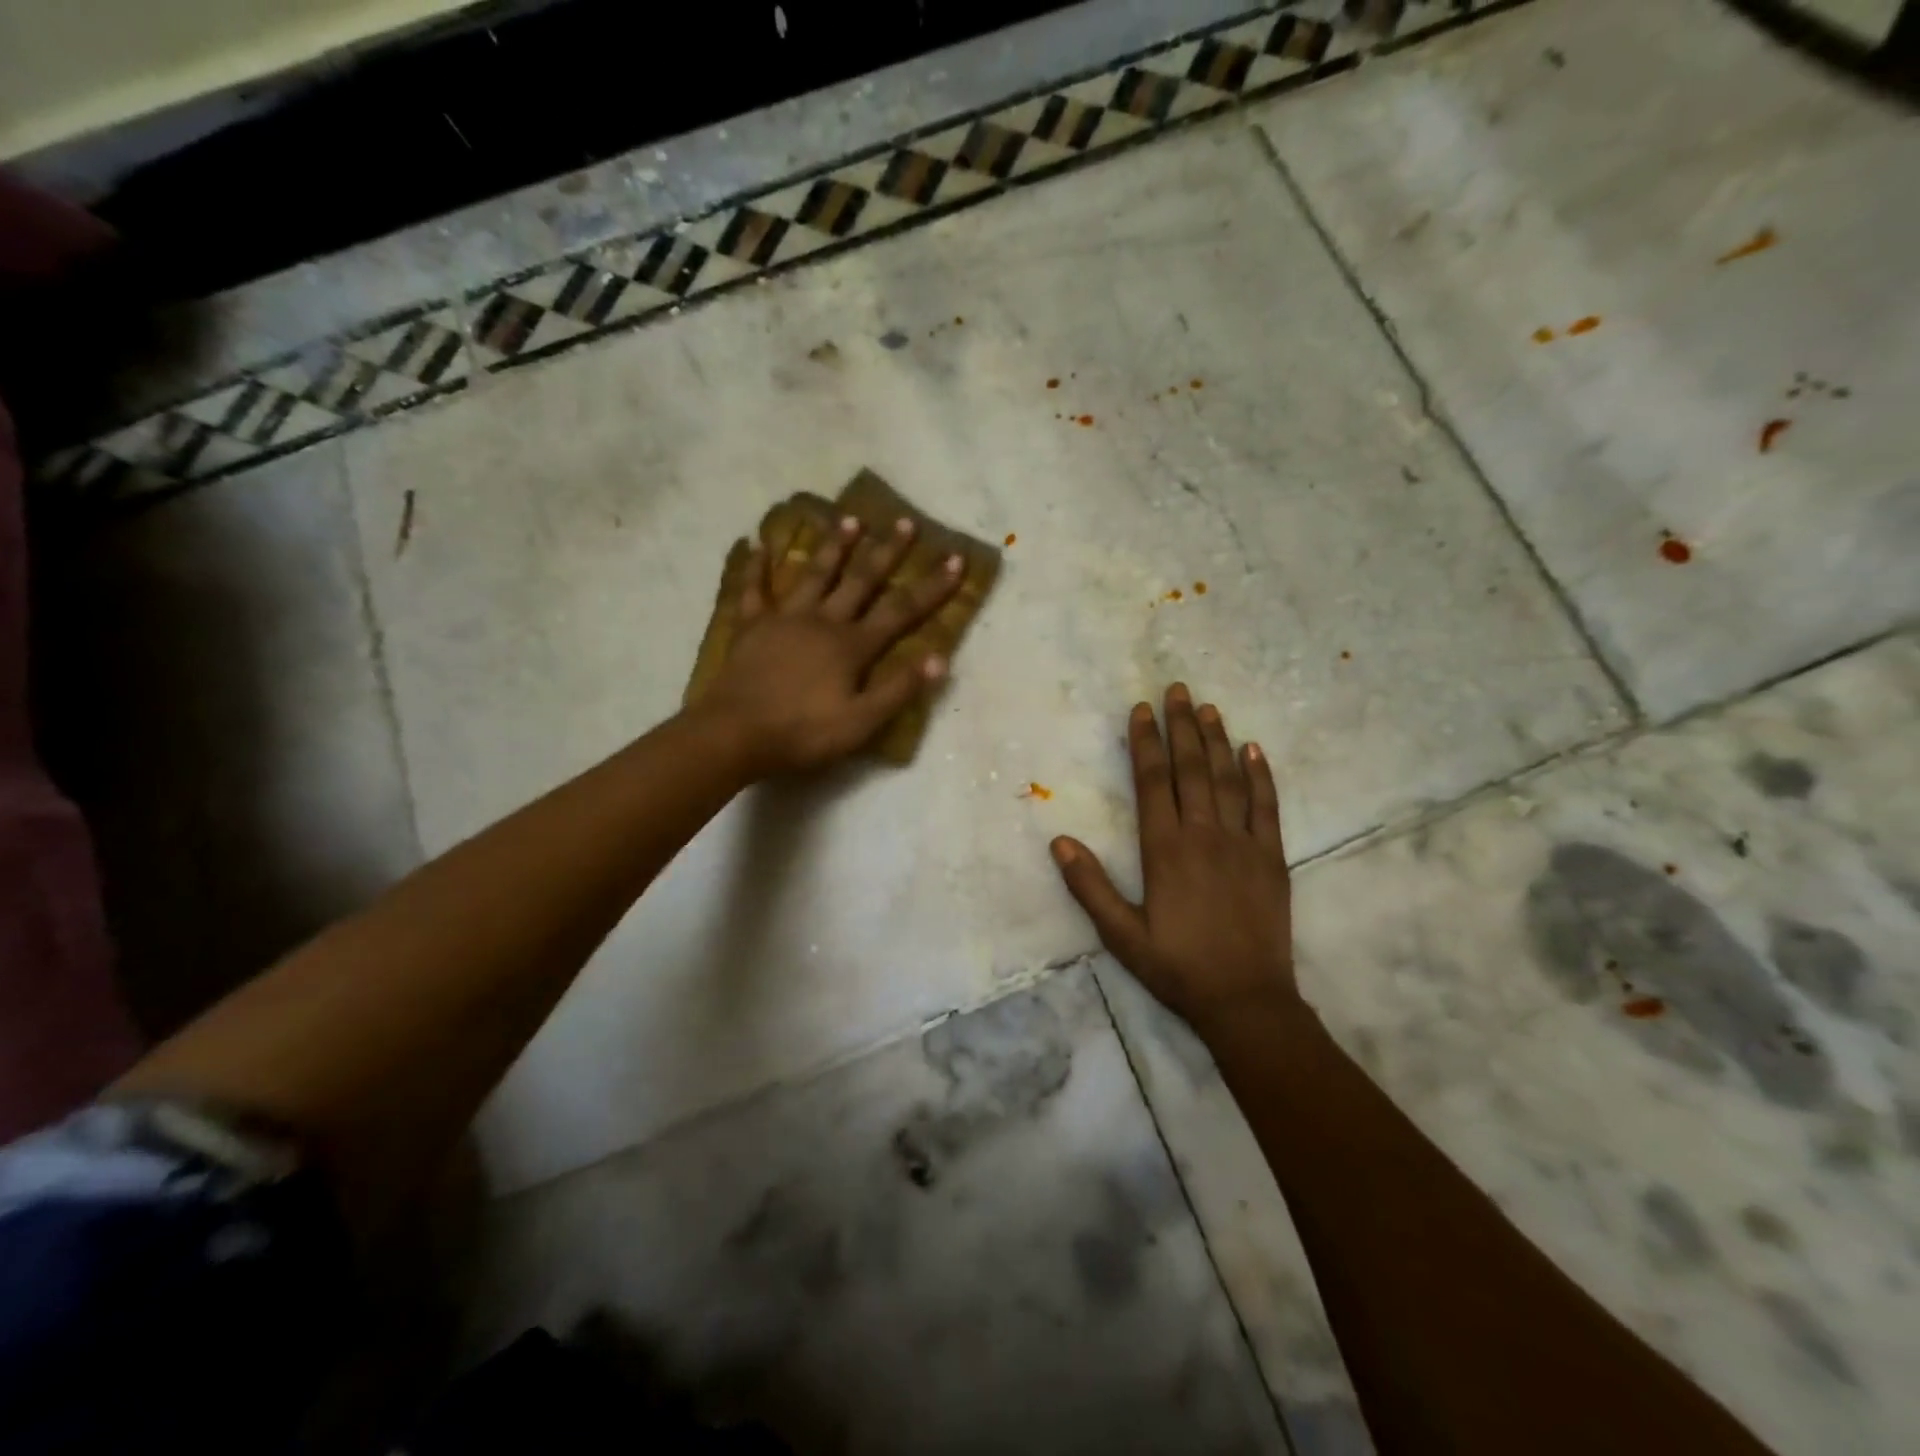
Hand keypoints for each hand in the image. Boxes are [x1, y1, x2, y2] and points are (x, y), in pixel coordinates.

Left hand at [699, 514, 963, 775]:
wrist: (734, 734)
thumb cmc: (803, 733)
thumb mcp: (861, 722)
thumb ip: (899, 689)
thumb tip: (941, 658)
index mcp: (852, 646)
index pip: (901, 611)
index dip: (931, 587)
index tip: (955, 559)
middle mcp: (823, 621)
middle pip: (861, 581)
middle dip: (887, 552)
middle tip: (904, 521)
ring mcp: (785, 619)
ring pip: (814, 575)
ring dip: (834, 547)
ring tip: (850, 519)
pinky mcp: (751, 627)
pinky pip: (754, 590)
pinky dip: (755, 566)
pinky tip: (755, 542)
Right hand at [1051, 685, 1296, 1034]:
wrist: (1245, 1000)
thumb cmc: (1177, 967)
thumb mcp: (1121, 935)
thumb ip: (1089, 886)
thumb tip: (1058, 841)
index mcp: (1164, 849)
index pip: (1152, 782)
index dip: (1146, 742)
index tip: (1142, 710)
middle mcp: (1203, 834)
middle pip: (1191, 768)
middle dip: (1182, 726)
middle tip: (1178, 689)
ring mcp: (1242, 843)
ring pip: (1229, 779)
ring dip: (1218, 740)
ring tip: (1210, 708)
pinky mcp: (1271, 858)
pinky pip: (1267, 807)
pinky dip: (1261, 776)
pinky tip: (1254, 750)